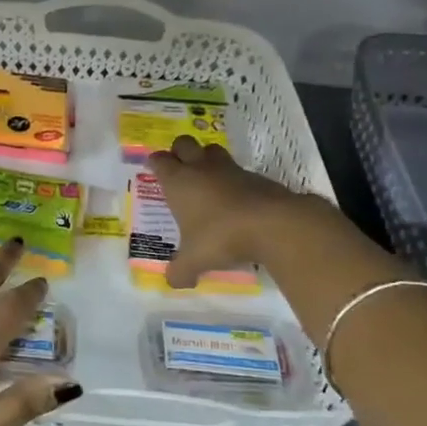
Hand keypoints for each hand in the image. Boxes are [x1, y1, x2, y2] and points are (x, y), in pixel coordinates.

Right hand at [146, 135, 325, 288]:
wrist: (273, 224)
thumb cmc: (221, 236)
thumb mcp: (195, 260)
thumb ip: (180, 271)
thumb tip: (173, 282)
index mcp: (179, 181)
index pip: (159, 160)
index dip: (155, 163)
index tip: (153, 169)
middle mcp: (201, 168)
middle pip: (184, 143)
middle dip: (179, 151)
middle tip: (179, 168)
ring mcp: (231, 169)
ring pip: (213, 150)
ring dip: (207, 158)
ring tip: (207, 178)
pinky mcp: (256, 176)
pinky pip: (239, 170)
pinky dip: (234, 179)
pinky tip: (236, 199)